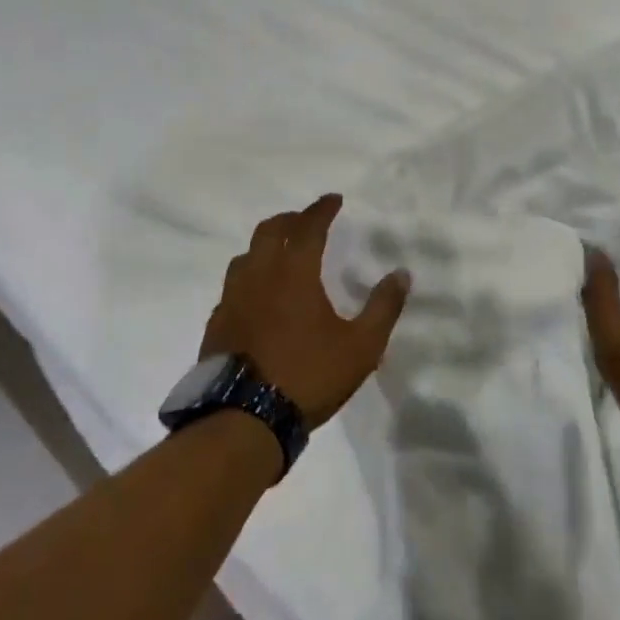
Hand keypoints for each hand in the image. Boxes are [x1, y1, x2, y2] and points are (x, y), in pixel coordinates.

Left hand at [201, 194, 411, 425]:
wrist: (244, 419)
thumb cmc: (308, 376)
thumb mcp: (360, 347)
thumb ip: (383, 307)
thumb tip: (402, 274)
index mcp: (293, 272)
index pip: (308, 226)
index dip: (322, 209)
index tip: (334, 199)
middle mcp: (259, 275)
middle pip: (270, 230)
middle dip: (291, 219)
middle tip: (307, 221)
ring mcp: (232, 298)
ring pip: (246, 255)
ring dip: (265, 245)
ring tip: (281, 254)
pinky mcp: (217, 323)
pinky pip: (233, 286)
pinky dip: (249, 277)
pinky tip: (258, 296)